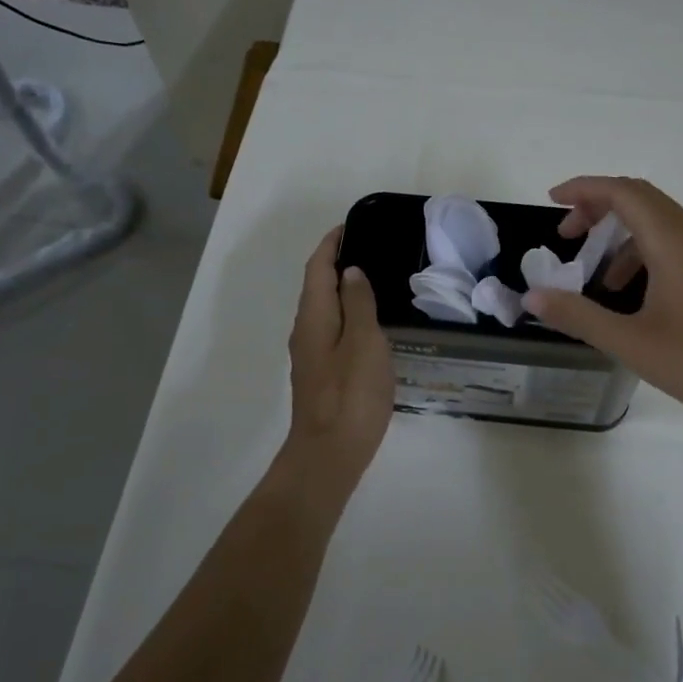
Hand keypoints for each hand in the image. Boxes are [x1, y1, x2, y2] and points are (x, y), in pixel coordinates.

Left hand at [285, 227, 393, 480]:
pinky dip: (348, 316)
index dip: (331, 244)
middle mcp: (306, 332)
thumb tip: (351, 272)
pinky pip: (333, 332)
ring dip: (343, 291)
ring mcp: (311, 356)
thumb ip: (359, 304)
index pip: (317, 268)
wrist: (329, 455)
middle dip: (337, 264)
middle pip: (318, 288)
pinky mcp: (321, 376)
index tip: (351, 226)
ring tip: (376, 282)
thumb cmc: (350, 396)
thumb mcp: (364, 343)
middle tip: (371, 250)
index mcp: (314, 318)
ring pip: (325, 311)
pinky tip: (371, 326)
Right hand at [522, 177, 682, 437]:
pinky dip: (645, 255)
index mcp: (673, 242)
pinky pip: (677, 246)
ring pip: (660, 224)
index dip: (584, 189)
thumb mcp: (630, 342)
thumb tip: (533, 296)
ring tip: (597, 277)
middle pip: (642, 200)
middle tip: (567, 236)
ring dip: (622, 237)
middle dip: (599, 209)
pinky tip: (635, 296)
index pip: (624, 192)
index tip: (552, 201)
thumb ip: (577, 316)